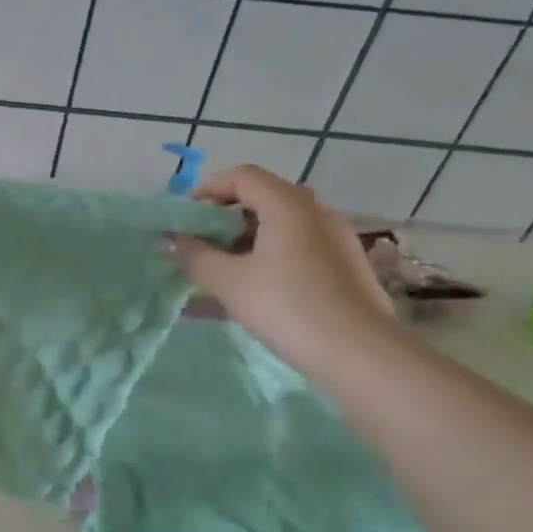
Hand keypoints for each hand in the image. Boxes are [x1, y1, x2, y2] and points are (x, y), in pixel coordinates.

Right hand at [170, 165, 397, 373]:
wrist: (361, 355)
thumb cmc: (288, 306)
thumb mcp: (229, 282)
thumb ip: (195, 257)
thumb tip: (171, 243)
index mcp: (288, 205)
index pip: (243, 177)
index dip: (208, 189)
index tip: (185, 215)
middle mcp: (315, 214)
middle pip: (263, 200)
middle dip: (224, 219)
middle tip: (199, 244)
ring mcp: (334, 242)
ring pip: (279, 230)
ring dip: (244, 244)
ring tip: (218, 273)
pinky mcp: (344, 270)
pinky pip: (296, 253)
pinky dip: (266, 262)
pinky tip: (249, 294)